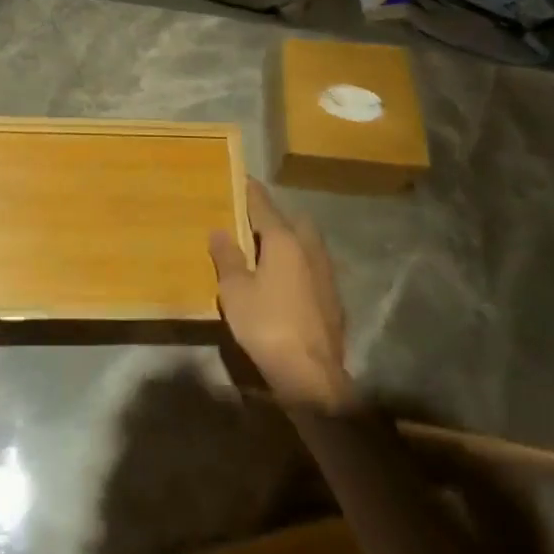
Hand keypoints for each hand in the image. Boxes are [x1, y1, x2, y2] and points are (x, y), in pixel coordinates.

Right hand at [210, 180, 348, 407]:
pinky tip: (286, 283)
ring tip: (268, 253)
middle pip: (294, 221)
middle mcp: (310, 249)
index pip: (264, 205)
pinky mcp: (334, 299)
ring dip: (291, 242)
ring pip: (308, 244)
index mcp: (284, 240)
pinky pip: (313, 268)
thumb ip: (227, 258)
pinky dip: (299, 266)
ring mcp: (327, 274)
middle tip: (254, 223)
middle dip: (276, 217)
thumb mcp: (235, 291)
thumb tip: (219, 231)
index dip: (251, 191)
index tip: (242, 178)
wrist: (312, 375)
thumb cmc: (267, 325)